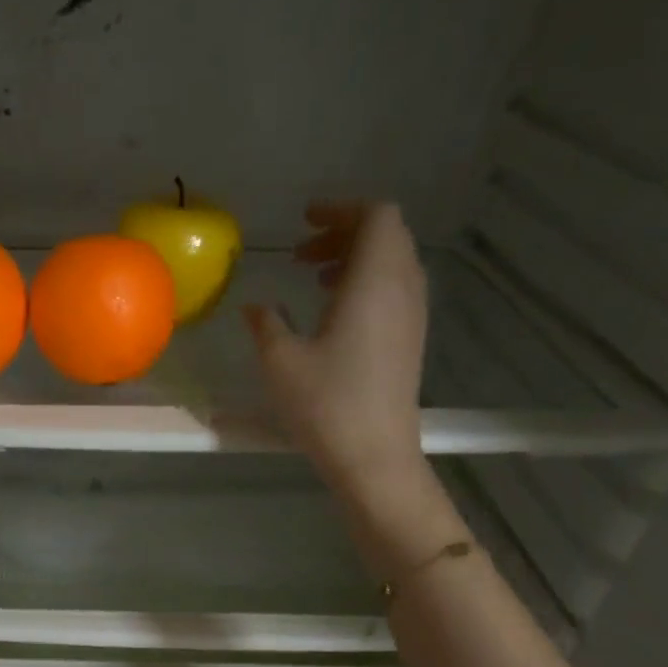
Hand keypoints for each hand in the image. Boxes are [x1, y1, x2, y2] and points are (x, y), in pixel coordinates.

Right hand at [245, 202, 452, 571]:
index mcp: (374, 280)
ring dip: (355, 260)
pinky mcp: (411, 340)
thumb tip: (254, 307)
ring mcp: (412, 315)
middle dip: (344, 232)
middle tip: (302, 253)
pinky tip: (333, 315)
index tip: (305, 221)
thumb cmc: (326, 404)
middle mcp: (402, 288)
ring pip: (392, 263)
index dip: (341, 209)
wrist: (375, 457)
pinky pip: (394, 290)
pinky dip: (366, 285)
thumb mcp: (281, 362)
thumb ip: (266, 325)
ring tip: (314, 281)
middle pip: (386, 235)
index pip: (376, 215)